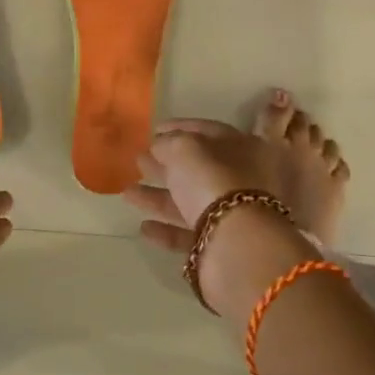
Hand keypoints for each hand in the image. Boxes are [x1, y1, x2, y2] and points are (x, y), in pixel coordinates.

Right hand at [120, 119, 286, 254]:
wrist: (237, 246)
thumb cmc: (213, 181)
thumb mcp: (185, 148)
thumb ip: (169, 142)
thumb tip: (159, 145)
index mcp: (246, 149)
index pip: (210, 131)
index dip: (180, 127)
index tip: (153, 130)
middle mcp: (245, 181)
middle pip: (200, 169)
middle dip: (167, 164)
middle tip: (139, 160)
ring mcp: (235, 216)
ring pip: (192, 202)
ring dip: (159, 197)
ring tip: (128, 193)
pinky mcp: (221, 247)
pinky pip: (190, 234)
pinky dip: (167, 230)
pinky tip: (144, 228)